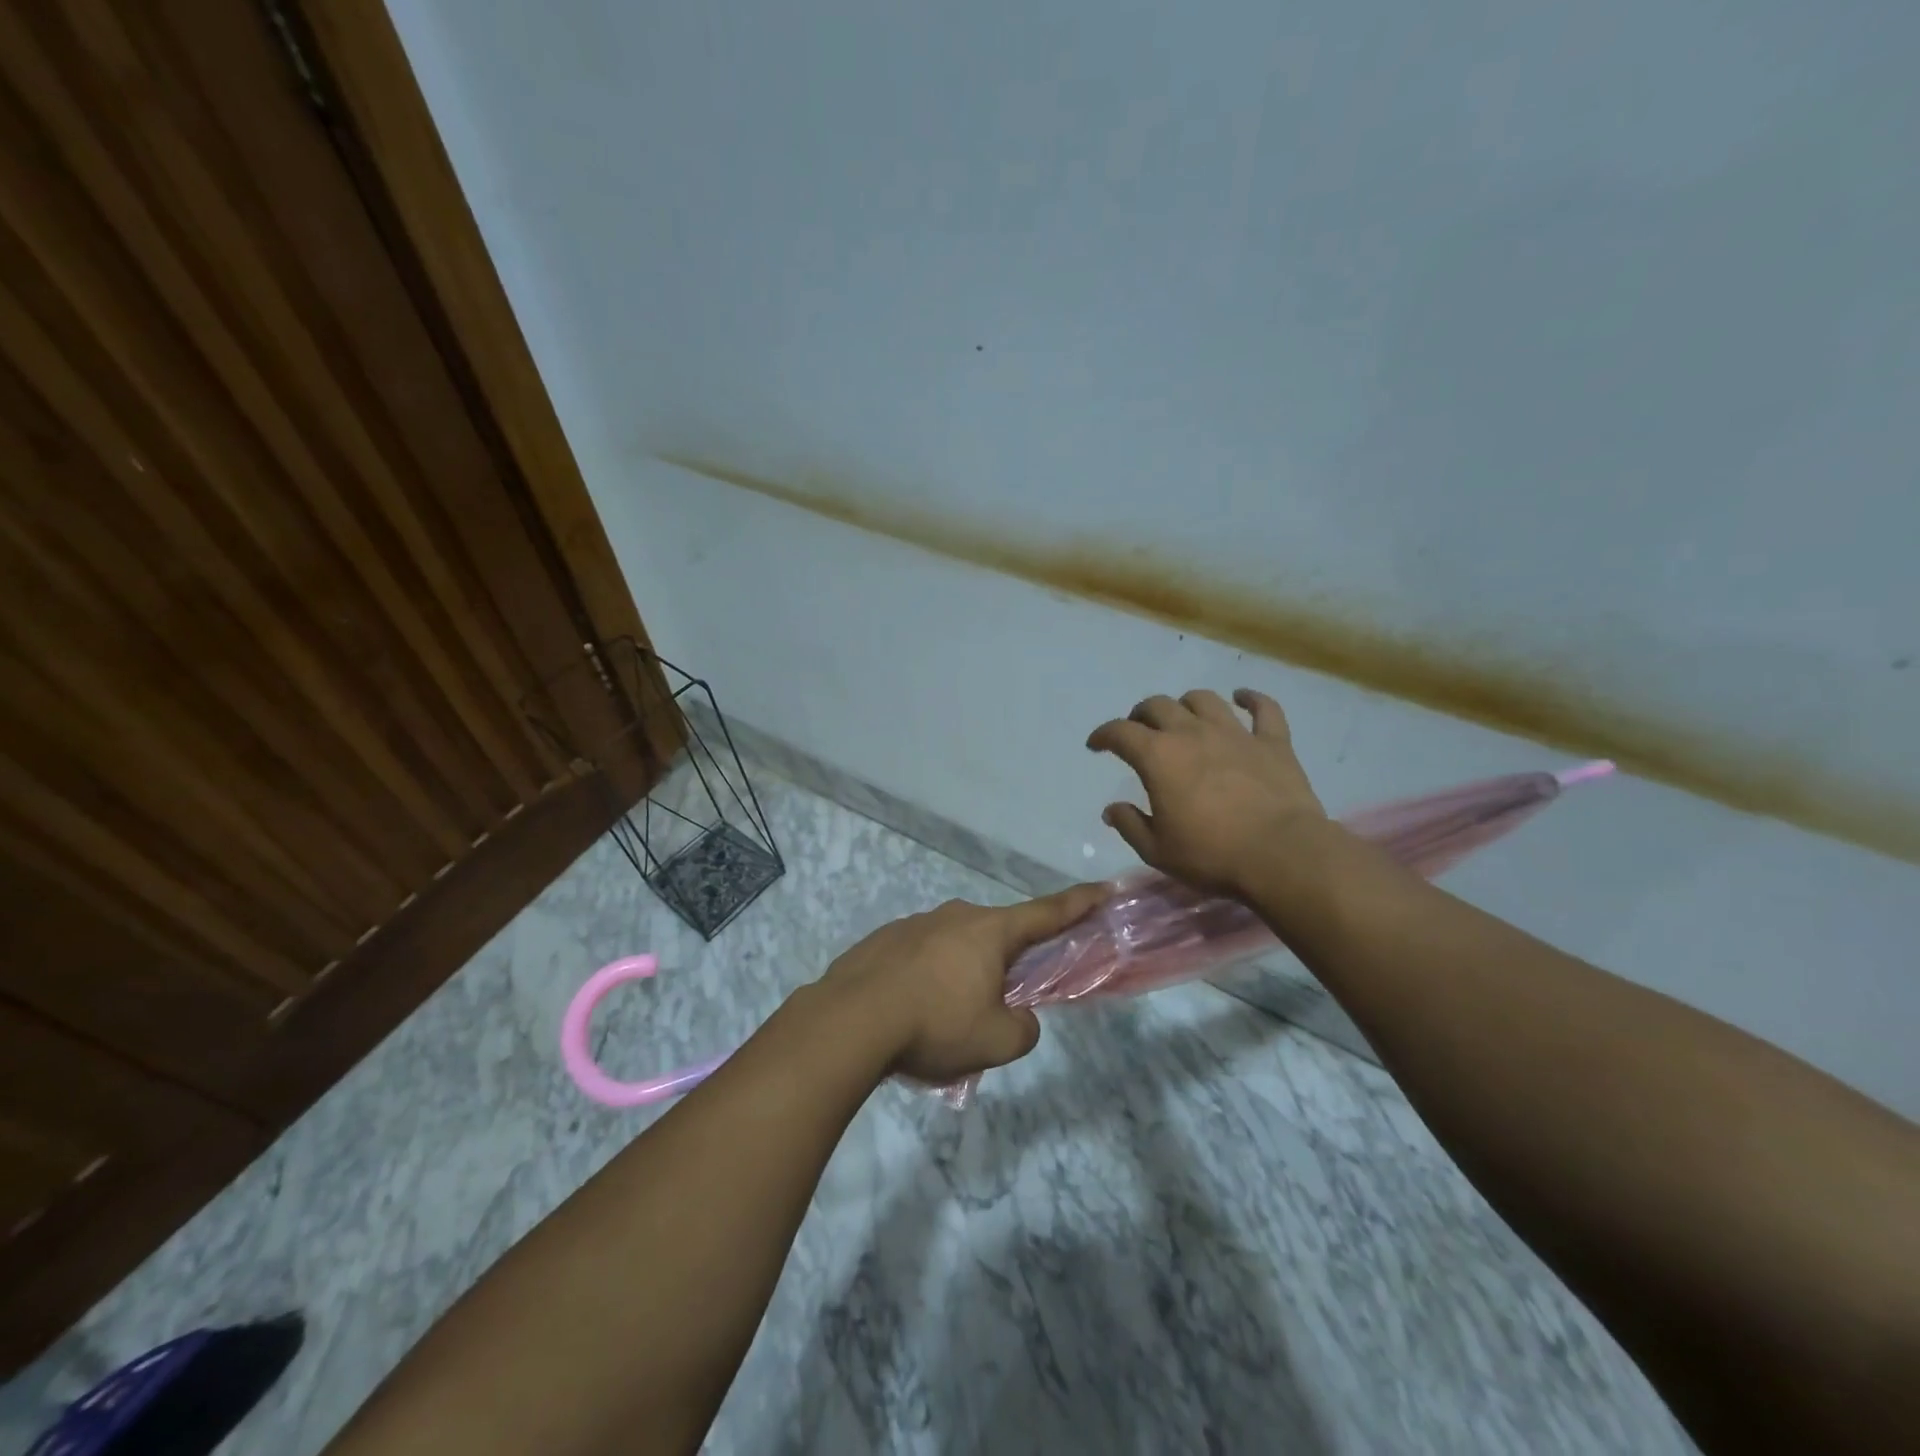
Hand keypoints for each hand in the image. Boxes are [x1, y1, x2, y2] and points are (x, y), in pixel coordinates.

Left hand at [818, 884, 1107, 1083]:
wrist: (850, 1021)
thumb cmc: (935, 1025)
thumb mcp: (996, 1042)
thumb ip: (1023, 1029)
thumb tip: (1019, 1019)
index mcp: (989, 932)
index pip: (1046, 913)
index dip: (1078, 903)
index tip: (1101, 887)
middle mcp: (954, 916)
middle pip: (995, 934)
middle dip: (1005, 961)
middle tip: (999, 1000)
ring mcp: (914, 924)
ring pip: (953, 946)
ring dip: (960, 972)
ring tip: (944, 1017)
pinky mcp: (882, 940)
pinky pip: (918, 956)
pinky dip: (925, 978)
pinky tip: (909, 1010)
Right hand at [1087, 688, 1329, 897]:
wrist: (1282, 855)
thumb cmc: (1212, 855)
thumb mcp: (1157, 850)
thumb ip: (1130, 825)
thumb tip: (1112, 808)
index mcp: (1158, 757)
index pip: (1120, 732)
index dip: (1103, 735)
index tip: (1096, 745)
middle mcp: (1192, 733)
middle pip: (1158, 706)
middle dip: (1141, 715)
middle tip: (1138, 731)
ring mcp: (1235, 733)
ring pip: (1204, 700)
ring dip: (1186, 704)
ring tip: (1182, 717)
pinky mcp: (1273, 742)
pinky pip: (1263, 708)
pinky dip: (1251, 699)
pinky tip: (1242, 698)